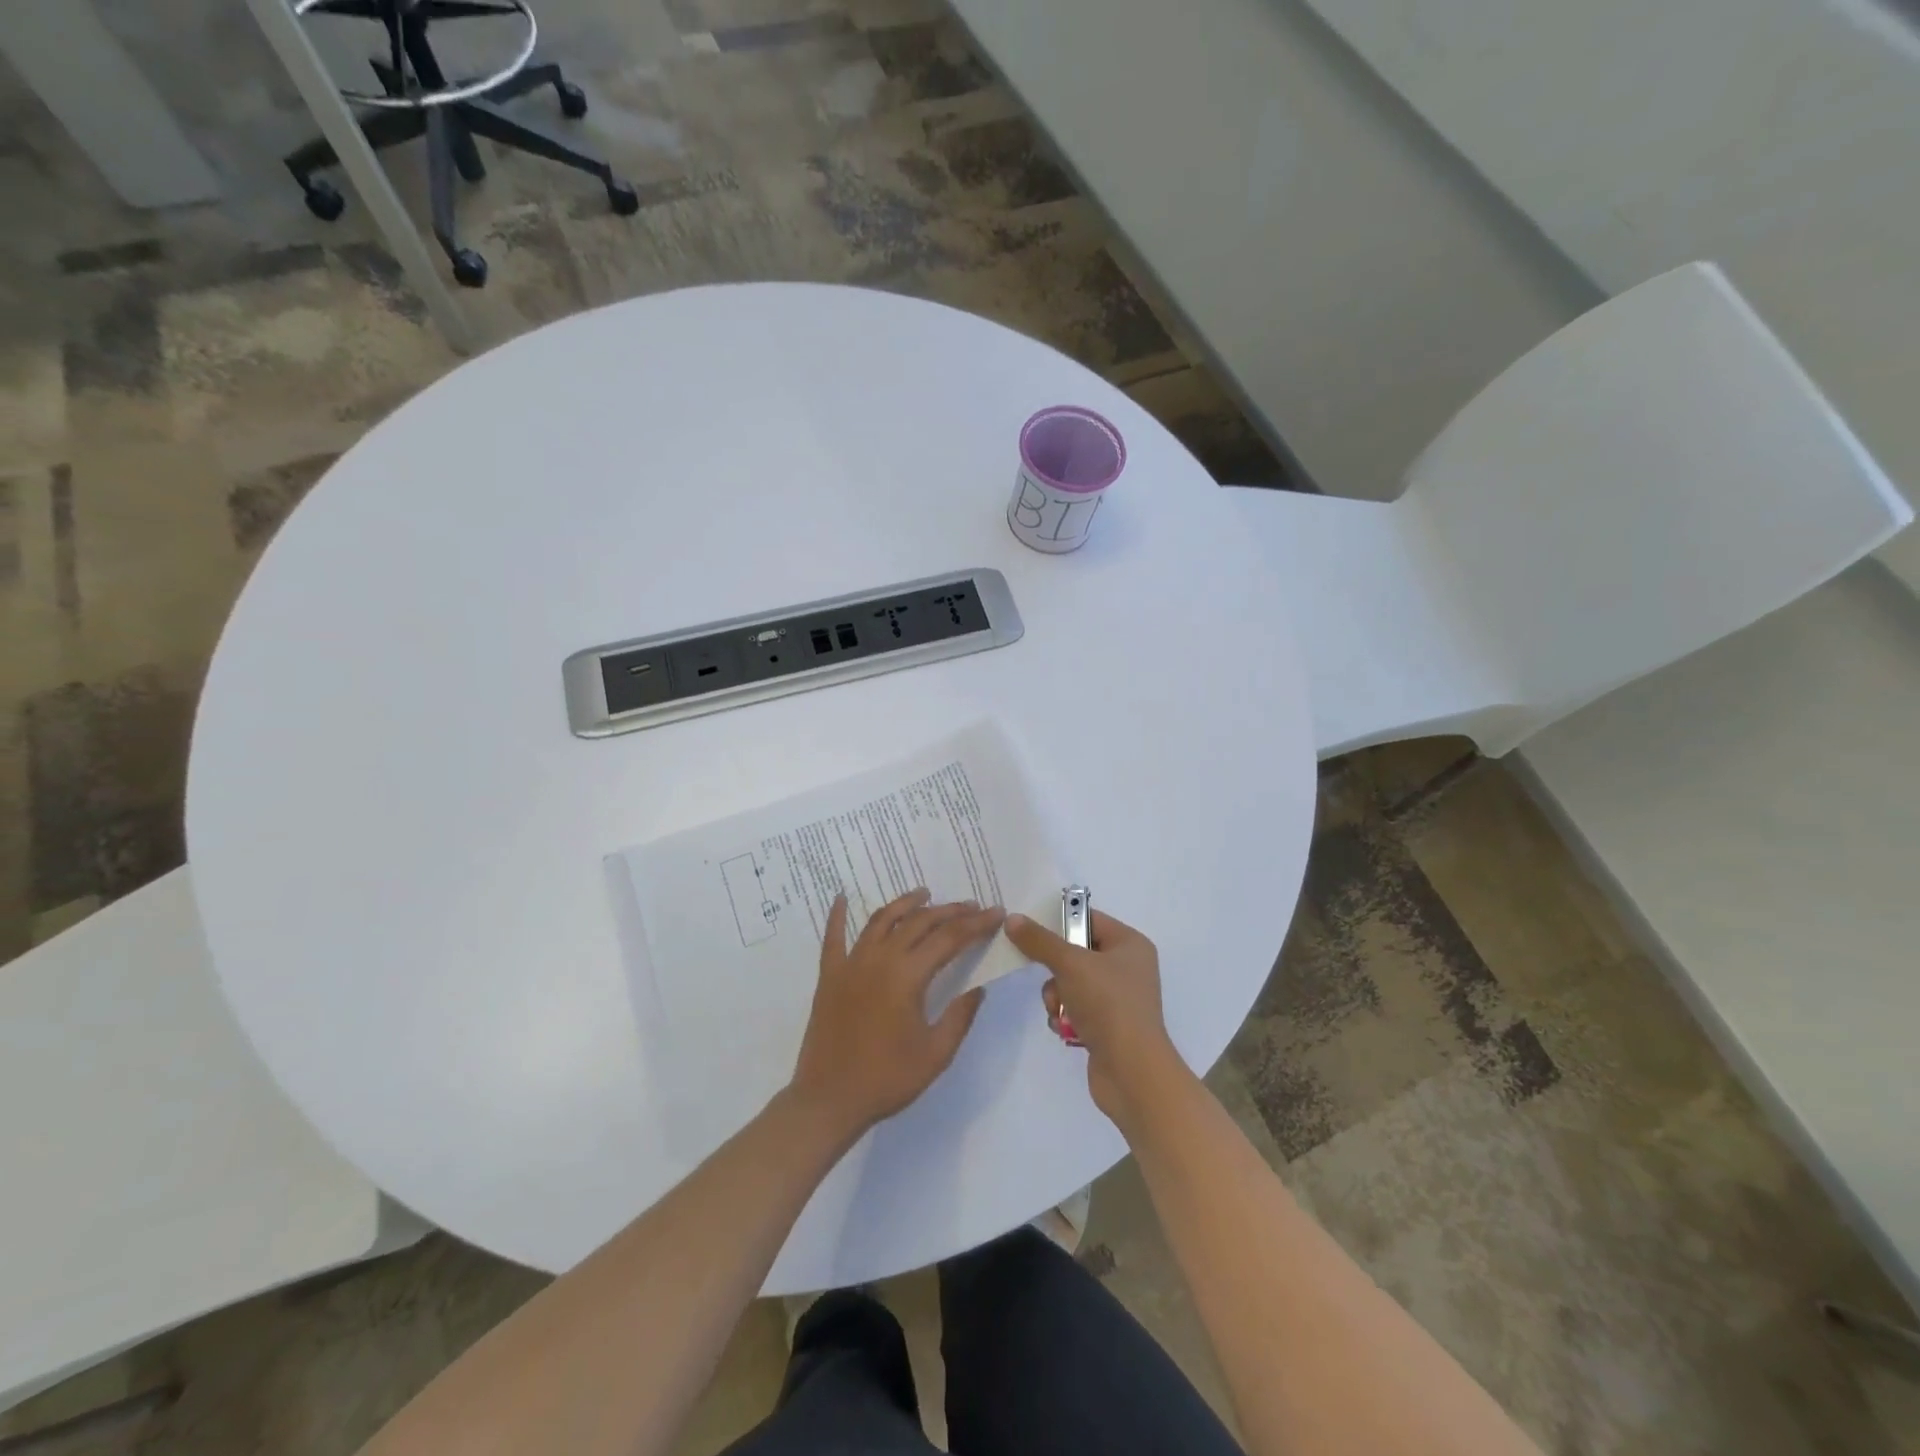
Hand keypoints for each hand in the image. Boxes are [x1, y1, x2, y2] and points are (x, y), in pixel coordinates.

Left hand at [788, 889, 1003, 1136]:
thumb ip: (960, 1016)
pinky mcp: (829, 975)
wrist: (829, 1100)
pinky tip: (842, 897)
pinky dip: (837, 915)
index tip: (995, 913)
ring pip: (882, 920)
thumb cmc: (887, 1079)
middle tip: (971, 906)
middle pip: (919, 922)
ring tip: (924, 893)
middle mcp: (879, 958)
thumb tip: (979, 988)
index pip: (950, 938)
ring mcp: (851, 963)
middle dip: (949, 911)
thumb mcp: (936, 1054)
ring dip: (906, 903)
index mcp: (908, 976)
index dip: (976, 924)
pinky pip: (833, 937)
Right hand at [1005, 908, 1181, 1128]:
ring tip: (1059, 1011)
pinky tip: (1066, 1029)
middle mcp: (1128, 967)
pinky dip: (1065, 1017)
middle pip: (1075, 953)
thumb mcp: (1070, 964)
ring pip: (1070, 983)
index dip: (1060, 922)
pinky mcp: (1108, 1026)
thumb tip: (1012, 919)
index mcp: (1130, 944)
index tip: (1031, 930)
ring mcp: (1118, 999)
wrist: (1131, 1072)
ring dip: (1057, 997)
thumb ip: (1039, 941)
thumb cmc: (1108, 1005)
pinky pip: (1075, 1009)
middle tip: (1051, 979)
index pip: (1088, 918)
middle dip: (1055, 970)